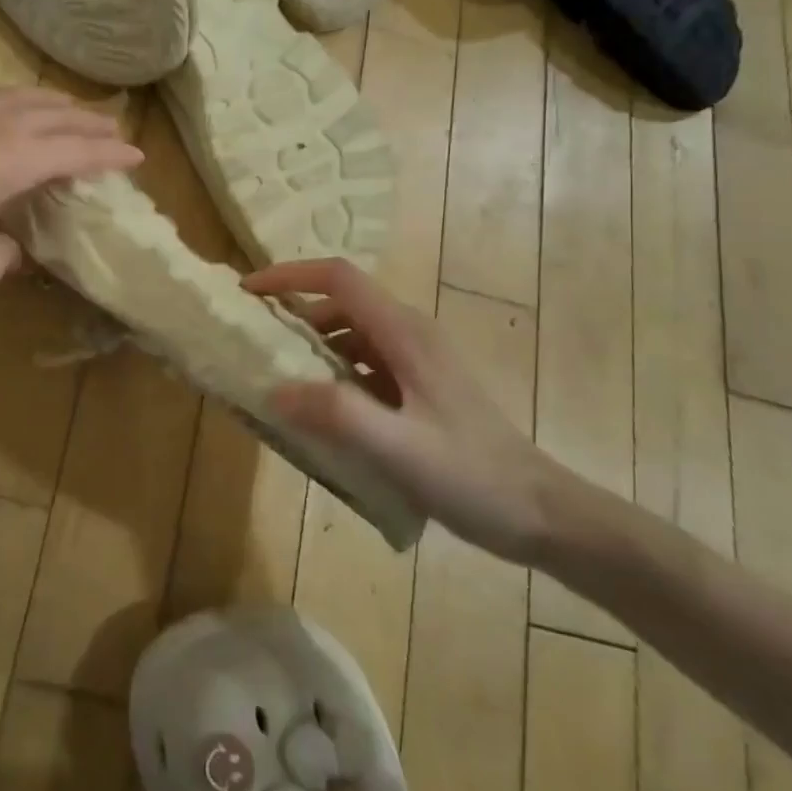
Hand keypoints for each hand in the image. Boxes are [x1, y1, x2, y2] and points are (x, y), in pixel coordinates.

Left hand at [0, 89, 141, 293]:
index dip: (111, 156)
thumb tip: (9, 247)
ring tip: (71, 111)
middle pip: (55, 115)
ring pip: (21, 98)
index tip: (140, 157)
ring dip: (55, 105)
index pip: (77, 152)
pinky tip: (10, 116)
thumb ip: (4, 257)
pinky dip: (20, 104)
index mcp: (14, 158)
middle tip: (116, 131)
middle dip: (90, 124)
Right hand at [244, 259, 570, 564]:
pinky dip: (334, 376)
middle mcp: (410, 335)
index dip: (290, 276)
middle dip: (294, 316)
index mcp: (404, 333)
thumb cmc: (472, 476)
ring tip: (278, 381)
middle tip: (255, 345)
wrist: (542, 514)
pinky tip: (320, 413)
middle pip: (341, 304)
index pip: (338, 278)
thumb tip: (274, 390)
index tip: (249, 294)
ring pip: (352, 335)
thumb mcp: (397, 448)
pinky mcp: (420, 388)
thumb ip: (335, 414)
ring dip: (312, 349)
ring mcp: (417, 361)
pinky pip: (365, 365)